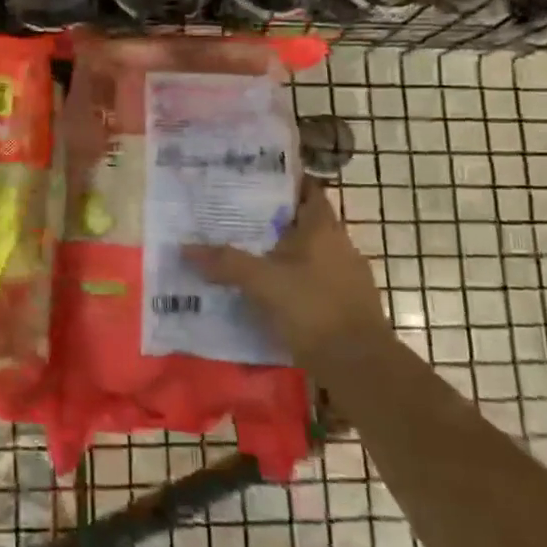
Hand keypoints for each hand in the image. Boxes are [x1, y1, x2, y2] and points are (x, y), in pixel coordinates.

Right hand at [184, 177, 387, 368]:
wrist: (361, 367)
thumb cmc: (314, 310)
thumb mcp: (263, 283)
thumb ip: (226, 263)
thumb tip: (185, 247)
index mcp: (324, 230)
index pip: (308, 192)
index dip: (285, 182)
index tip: (256, 179)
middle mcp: (340, 246)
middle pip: (305, 223)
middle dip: (275, 220)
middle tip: (237, 218)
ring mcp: (349, 277)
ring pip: (310, 255)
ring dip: (284, 253)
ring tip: (248, 255)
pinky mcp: (349, 306)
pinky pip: (315, 282)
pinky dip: (294, 282)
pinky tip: (271, 293)